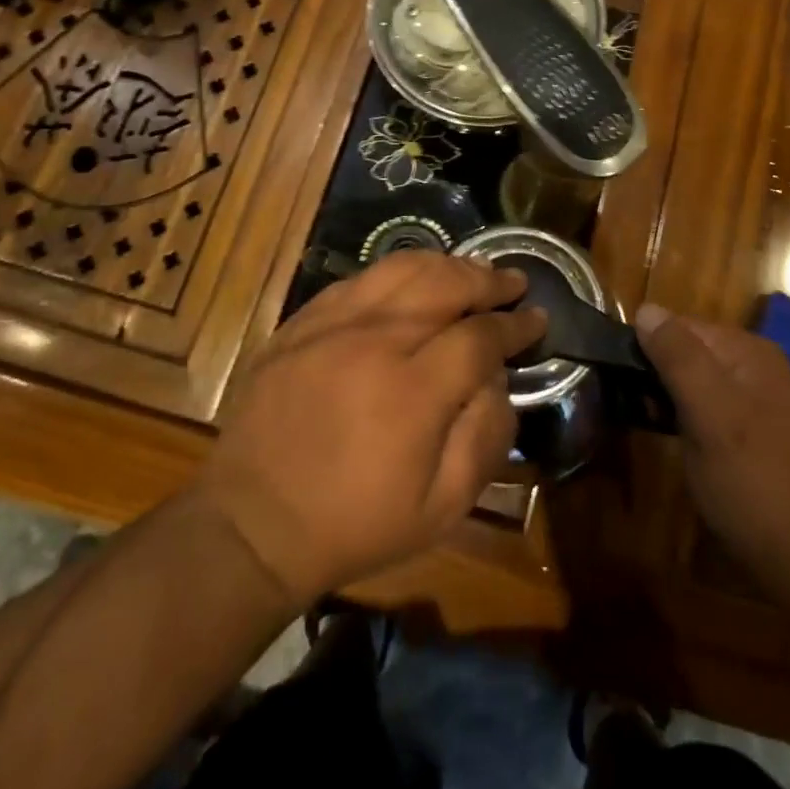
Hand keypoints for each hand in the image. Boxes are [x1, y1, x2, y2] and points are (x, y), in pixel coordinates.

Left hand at [197, 251, 543, 607]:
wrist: (252, 523)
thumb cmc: (355, 523)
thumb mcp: (441, 509)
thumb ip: (484, 437)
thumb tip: (498, 379)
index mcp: (412, 392)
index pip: (480, 337)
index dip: (516, 325)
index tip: (537, 319)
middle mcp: (374, 342)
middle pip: (445, 284)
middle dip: (488, 280)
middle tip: (513, 283)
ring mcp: (331, 324)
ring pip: (402, 269)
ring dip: (447, 265)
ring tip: (471, 272)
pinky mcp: (301, 322)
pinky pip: (360, 279)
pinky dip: (397, 274)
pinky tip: (412, 284)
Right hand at [636, 304, 789, 592]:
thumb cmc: (751, 479)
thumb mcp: (709, 412)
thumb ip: (678, 356)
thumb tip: (645, 308)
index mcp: (749, 352)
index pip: (683, 325)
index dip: (648, 345)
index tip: (618, 374)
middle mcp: (755, 367)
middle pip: (688, 350)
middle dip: (655, 370)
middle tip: (627, 400)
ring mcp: (754, 400)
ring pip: (693, 380)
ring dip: (664, 393)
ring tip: (639, 416)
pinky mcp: (748, 432)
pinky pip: (704, 406)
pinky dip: (681, 413)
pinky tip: (668, 434)